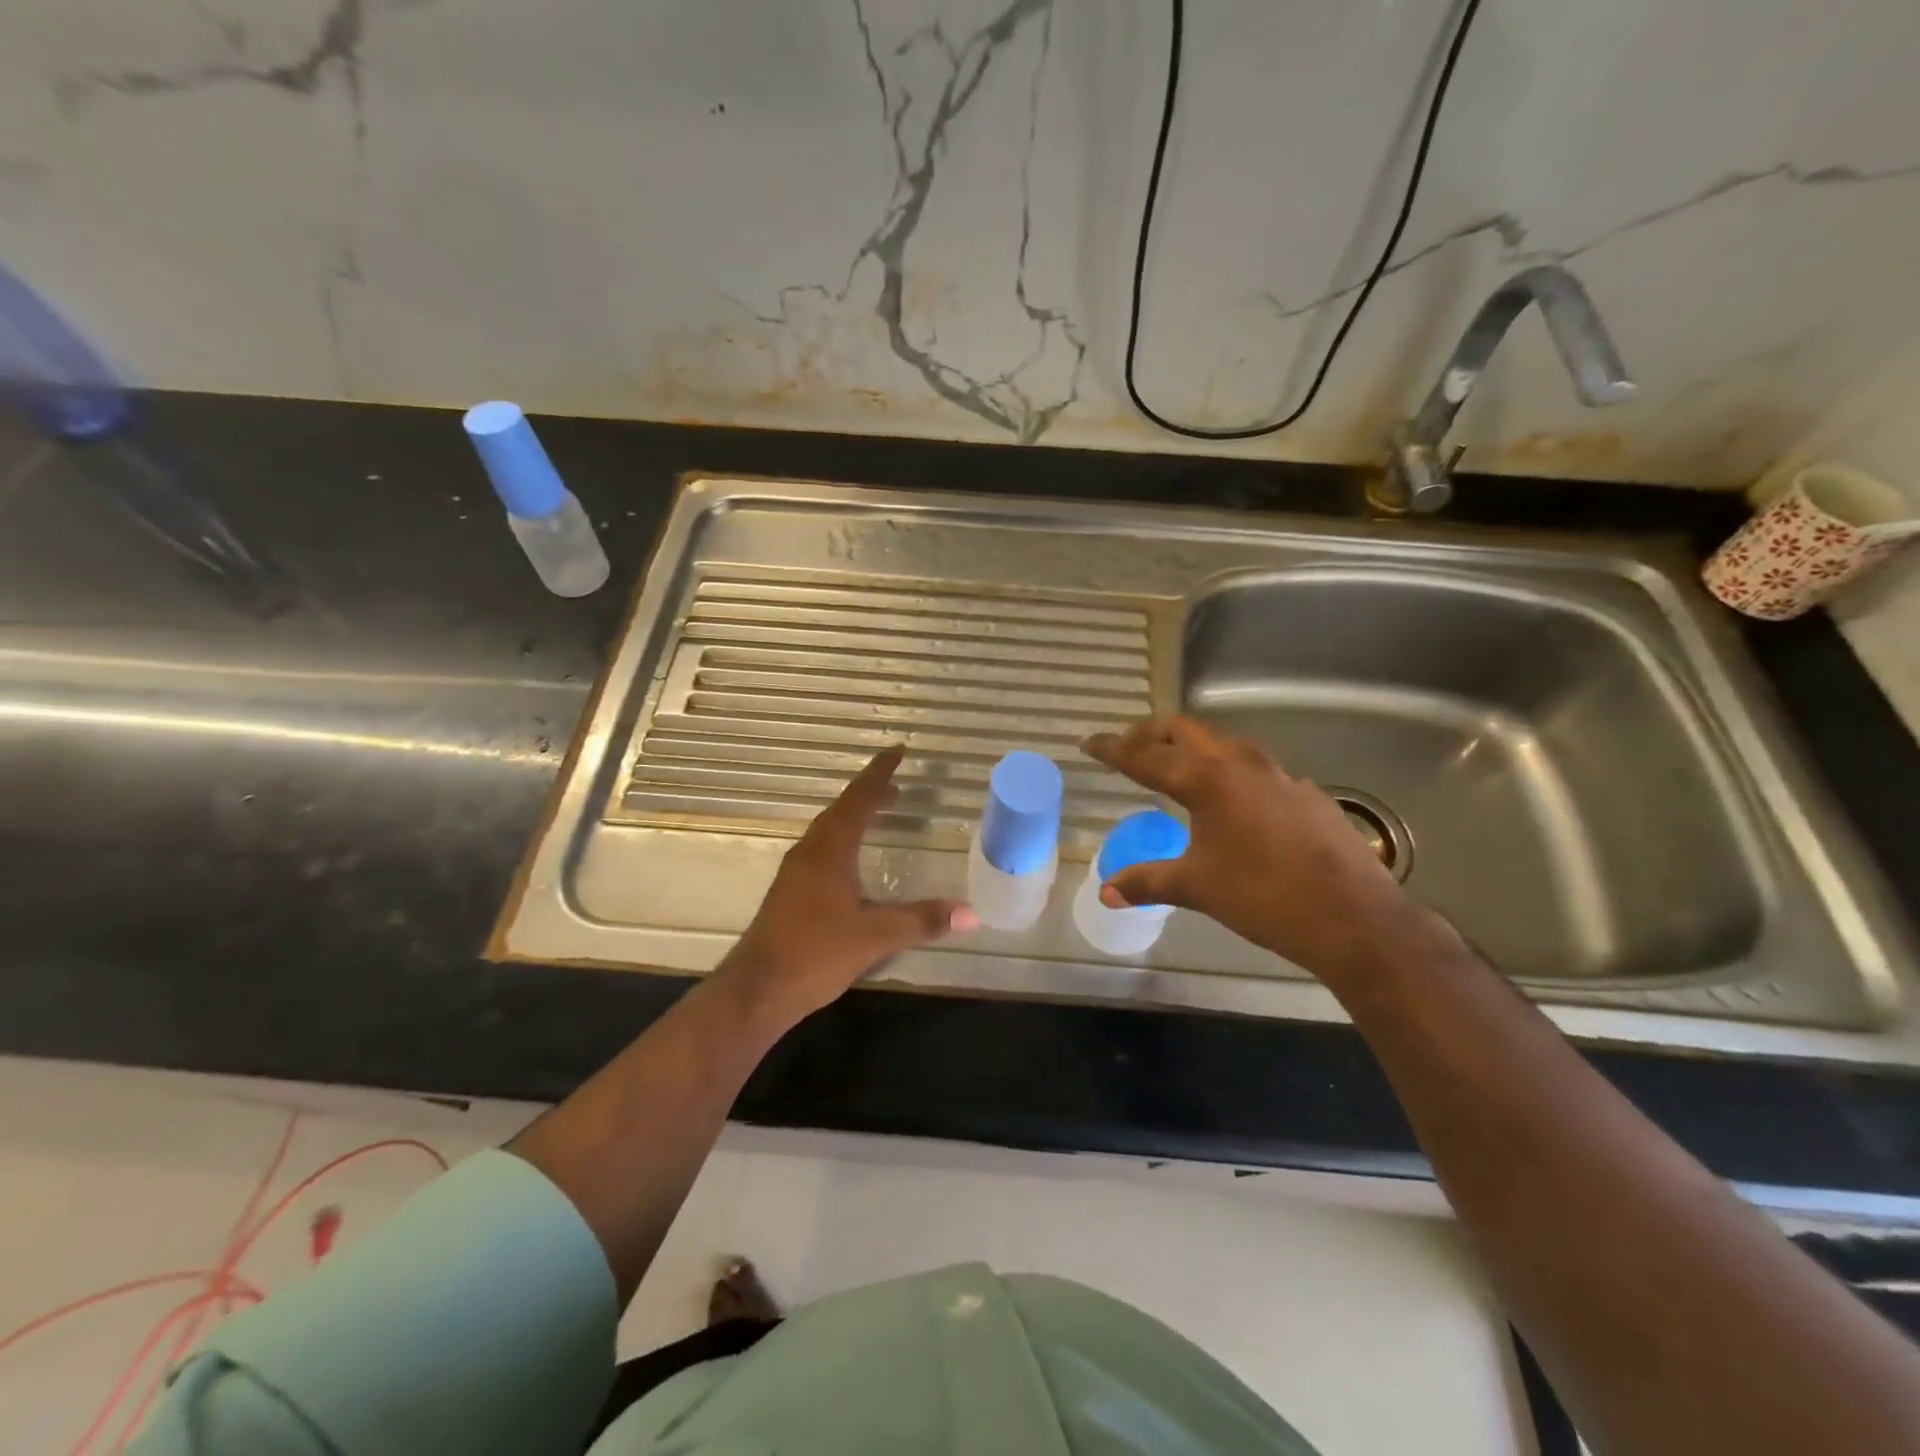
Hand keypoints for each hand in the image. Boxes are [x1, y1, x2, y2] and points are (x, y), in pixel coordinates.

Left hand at [719, 746, 977, 1023]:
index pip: (859, 800)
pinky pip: (822, 848)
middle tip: (897, 784)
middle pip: (842, 810)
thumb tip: (971, 913)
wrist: (758, 989)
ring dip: (855, 815)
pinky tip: (853, 860)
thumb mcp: (875, 936)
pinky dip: (844, 838)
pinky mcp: (791, 891)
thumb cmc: (815, 953)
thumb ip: (922, 920)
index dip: (879, 774)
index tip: (897, 750)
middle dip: (870, 793)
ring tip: (880, 812)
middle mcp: (810, 852)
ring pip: (829, 830)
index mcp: (830, 850)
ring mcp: (796, 871)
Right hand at [1082, 715, 1423, 981]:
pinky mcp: (1304, 792)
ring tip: (1174, 769)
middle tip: (1128, 749)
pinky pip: (1254, 767)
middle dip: (1150, 734)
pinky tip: (1230, 804)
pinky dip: (1227, 771)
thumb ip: (1148, 882)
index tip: (1089, 743)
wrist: (1353, 917)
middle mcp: (1240, 764)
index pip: (1146, 757)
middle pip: (1185, 730)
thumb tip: (1106, 892)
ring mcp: (1278, 774)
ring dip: (1191, 748)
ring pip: (1223, 743)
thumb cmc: (1264, 897)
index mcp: (1207, 780)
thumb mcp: (1198, 887)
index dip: (1113, 749)